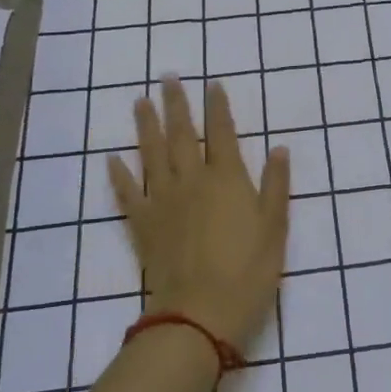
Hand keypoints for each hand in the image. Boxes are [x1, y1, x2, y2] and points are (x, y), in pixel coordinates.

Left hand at [107, 77, 289, 348]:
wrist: (200, 314)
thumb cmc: (248, 271)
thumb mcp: (275, 228)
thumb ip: (276, 186)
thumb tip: (279, 148)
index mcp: (227, 178)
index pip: (223, 132)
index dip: (218, 106)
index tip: (212, 83)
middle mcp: (192, 180)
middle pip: (182, 134)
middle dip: (176, 104)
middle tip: (167, 77)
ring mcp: (163, 201)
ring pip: (152, 154)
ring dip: (146, 126)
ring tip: (140, 102)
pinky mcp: (142, 225)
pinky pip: (127, 193)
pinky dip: (118, 175)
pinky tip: (111, 159)